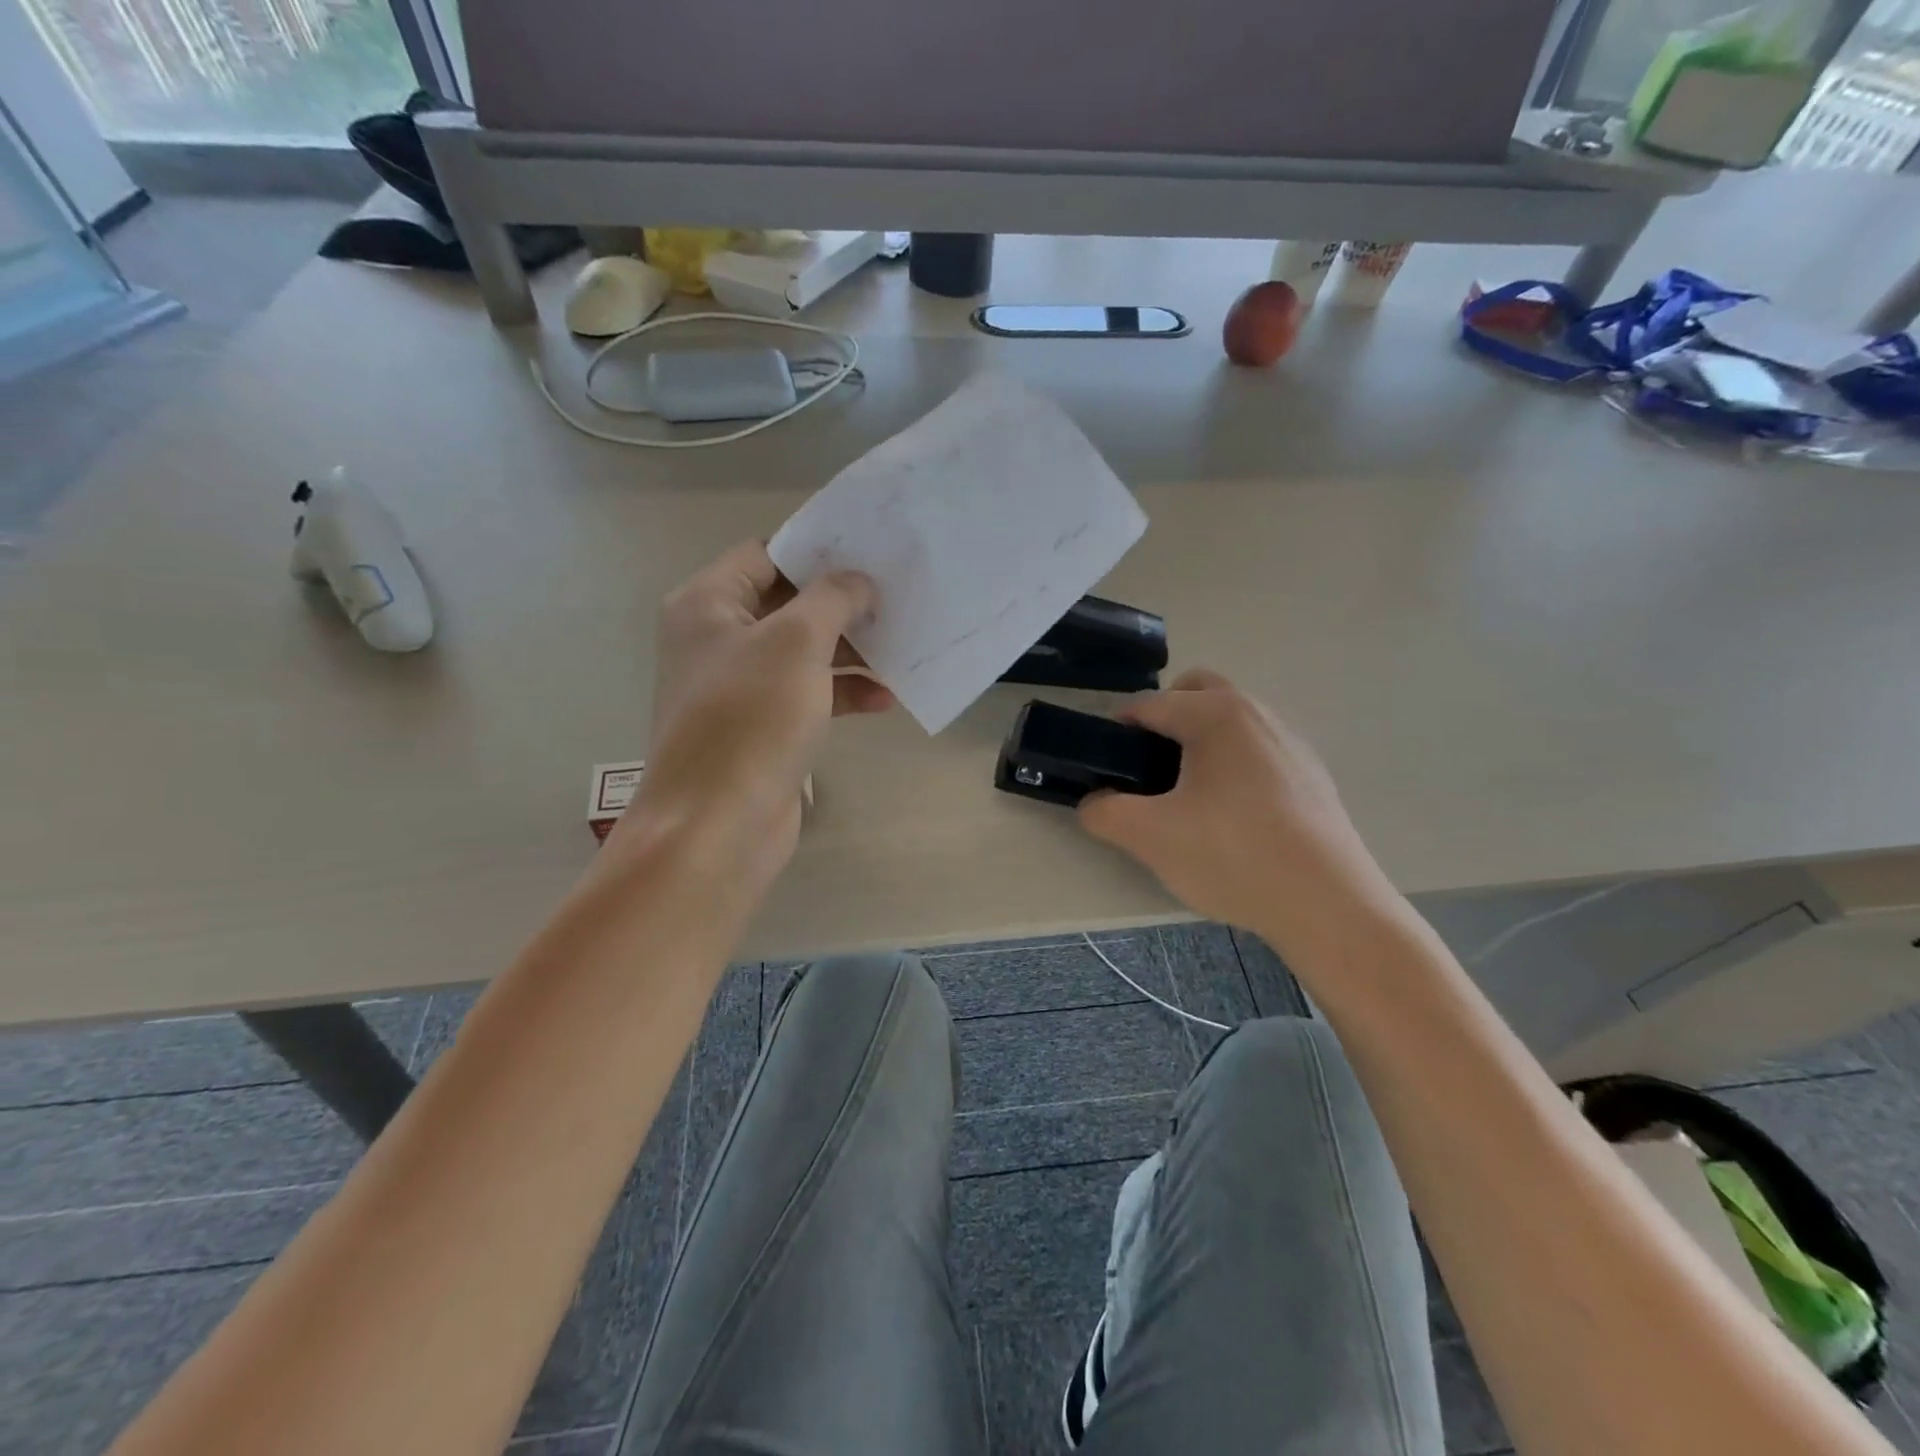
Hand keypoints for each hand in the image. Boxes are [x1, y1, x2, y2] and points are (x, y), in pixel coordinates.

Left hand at [612, 541, 891, 888]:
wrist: (716, 825)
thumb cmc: (750, 719)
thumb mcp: (796, 642)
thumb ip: (832, 599)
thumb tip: (858, 581)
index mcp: (707, 605)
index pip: (765, 555)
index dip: (817, 551)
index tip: (870, 552)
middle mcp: (717, 640)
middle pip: (788, 604)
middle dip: (842, 604)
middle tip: (896, 596)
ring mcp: (739, 687)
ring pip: (803, 652)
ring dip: (850, 651)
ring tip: (901, 647)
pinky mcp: (761, 728)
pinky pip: (807, 695)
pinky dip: (842, 693)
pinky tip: (885, 699)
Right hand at [1078, 669, 1397, 954]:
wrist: (1328, 904)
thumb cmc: (1233, 857)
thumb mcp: (1150, 837)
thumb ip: (1104, 813)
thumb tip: (1092, 803)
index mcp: (1215, 714)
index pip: (1149, 705)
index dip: (1116, 731)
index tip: (1104, 765)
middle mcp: (1256, 712)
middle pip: (1196, 690)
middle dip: (1164, 716)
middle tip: (1147, 767)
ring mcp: (1290, 740)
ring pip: (1231, 717)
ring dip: (1200, 736)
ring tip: (1187, 792)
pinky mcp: (1311, 772)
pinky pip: (1257, 746)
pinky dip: (1234, 760)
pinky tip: (1232, 813)